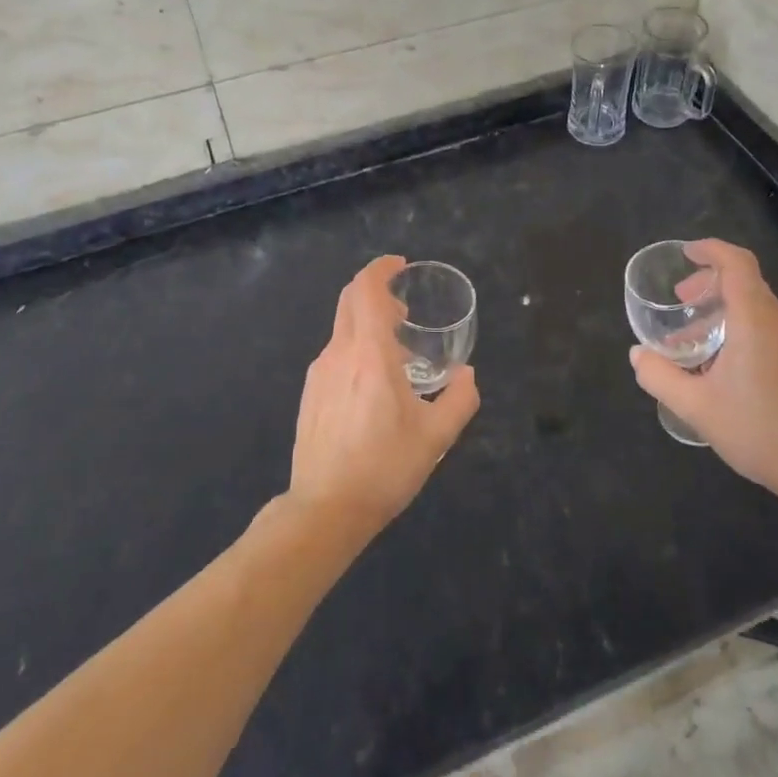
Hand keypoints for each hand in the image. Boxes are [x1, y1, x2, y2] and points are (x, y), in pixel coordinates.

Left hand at [287, 255, 479, 543]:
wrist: (324, 510)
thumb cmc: (384, 467)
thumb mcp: (436, 437)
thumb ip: (460, 399)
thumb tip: (467, 375)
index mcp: (370, 354)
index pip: (366, 289)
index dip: (381, 268)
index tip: (400, 266)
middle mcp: (340, 353)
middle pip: (349, 299)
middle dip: (375, 291)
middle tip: (403, 309)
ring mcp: (319, 373)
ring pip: (342, 328)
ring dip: (367, 323)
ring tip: (395, 354)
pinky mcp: (310, 394)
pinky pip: (334, 353)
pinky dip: (355, 348)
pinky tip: (372, 385)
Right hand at [630, 239, 777, 507]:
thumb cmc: (758, 430)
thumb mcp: (696, 406)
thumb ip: (660, 376)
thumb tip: (637, 355)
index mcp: (755, 319)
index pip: (736, 263)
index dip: (711, 249)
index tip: (686, 254)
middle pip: (745, 282)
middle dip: (709, 284)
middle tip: (682, 304)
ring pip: (758, 307)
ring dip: (724, 311)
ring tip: (698, 342)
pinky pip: (772, 328)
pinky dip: (745, 329)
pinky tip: (729, 366)